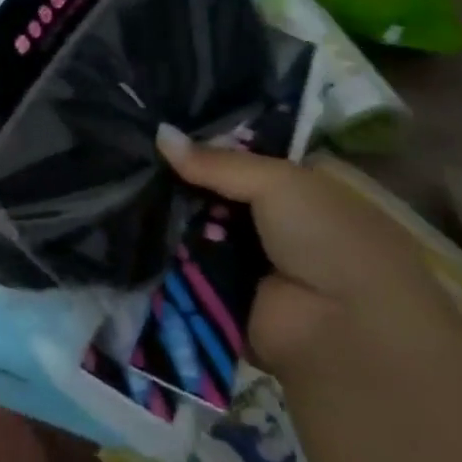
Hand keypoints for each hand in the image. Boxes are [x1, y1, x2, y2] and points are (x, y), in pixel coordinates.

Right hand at [156, 125, 458, 372]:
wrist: (343, 334)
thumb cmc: (328, 242)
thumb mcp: (280, 183)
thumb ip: (217, 161)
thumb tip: (159, 132)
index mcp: (303, 190)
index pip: (243, 158)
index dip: (205, 143)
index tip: (158, 127)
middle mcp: (275, 223)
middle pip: (213, 191)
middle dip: (176, 178)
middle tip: (131, 155)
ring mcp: (247, 260)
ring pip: (193, 226)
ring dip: (164, 214)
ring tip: (118, 187)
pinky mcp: (221, 292)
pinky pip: (183, 263)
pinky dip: (162, 250)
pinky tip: (126, 226)